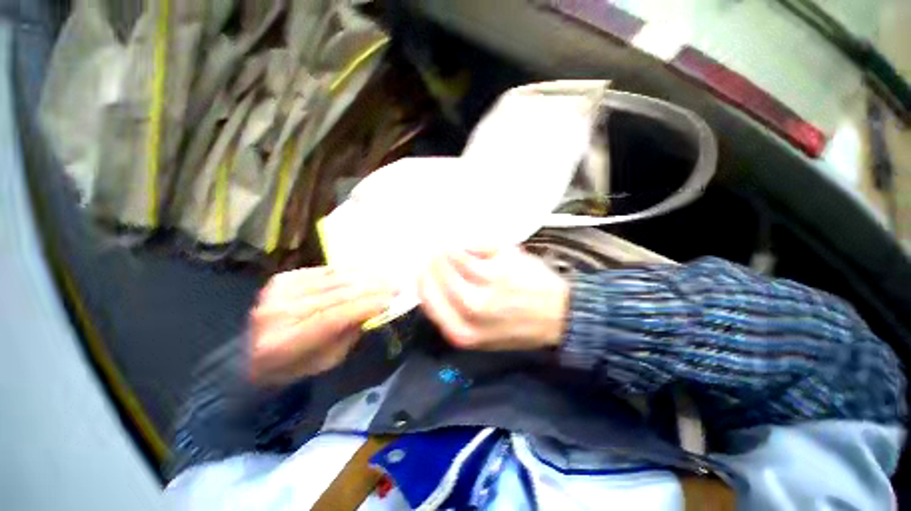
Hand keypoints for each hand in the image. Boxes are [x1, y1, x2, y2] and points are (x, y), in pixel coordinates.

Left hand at [249, 267, 394, 385]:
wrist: (251, 355)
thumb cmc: (295, 366)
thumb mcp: (327, 360)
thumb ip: (349, 333)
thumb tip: (375, 308)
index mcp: (284, 344)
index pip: (333, 317)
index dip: (365, 306)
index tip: (391, 300)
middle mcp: (277, 314)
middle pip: (335, 295)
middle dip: (371, 289)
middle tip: (395, 286)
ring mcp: (277, 292)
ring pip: (332, 279)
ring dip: (365, 277)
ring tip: (386, 278)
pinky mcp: (282, 279)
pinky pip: (324, 271)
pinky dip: (349, 271)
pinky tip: (367, 272)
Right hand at [417, 248, 569, 350]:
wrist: (557, 316)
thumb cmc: (518, 323)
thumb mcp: (481, 334)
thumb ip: (454, 313)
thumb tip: (433, 280)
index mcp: (461, 331)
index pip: (427, 297)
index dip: (422, 278)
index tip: (423, 266)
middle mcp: (470, 311)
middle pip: (436, 277)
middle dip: (431, 261)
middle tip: (434, 250)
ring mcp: (486, 288)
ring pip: (452, 260)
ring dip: (447, 250)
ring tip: (449, 245)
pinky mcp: (501, 270)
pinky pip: (473, 249)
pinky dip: (467, 243)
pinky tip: (468, 243)